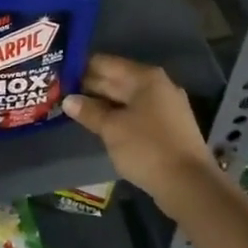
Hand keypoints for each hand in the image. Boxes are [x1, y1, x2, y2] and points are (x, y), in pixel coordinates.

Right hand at [63, 55, 214, 205]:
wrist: (189, 184)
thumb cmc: (147, 148)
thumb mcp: (111, 129)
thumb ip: (89, 111)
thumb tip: (68, 100)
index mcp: (145, 78)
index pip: (106, 63)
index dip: (81, 68)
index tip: (58, 76)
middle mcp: (157, 86)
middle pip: (117, 79)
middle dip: (90, 87)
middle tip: (60, 93)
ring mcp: (165, 107)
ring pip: (126, 99)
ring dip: (102, 104)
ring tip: (74, 110)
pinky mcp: (168, 127)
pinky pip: (136, 114)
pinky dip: (118, 117)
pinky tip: (100, 125)